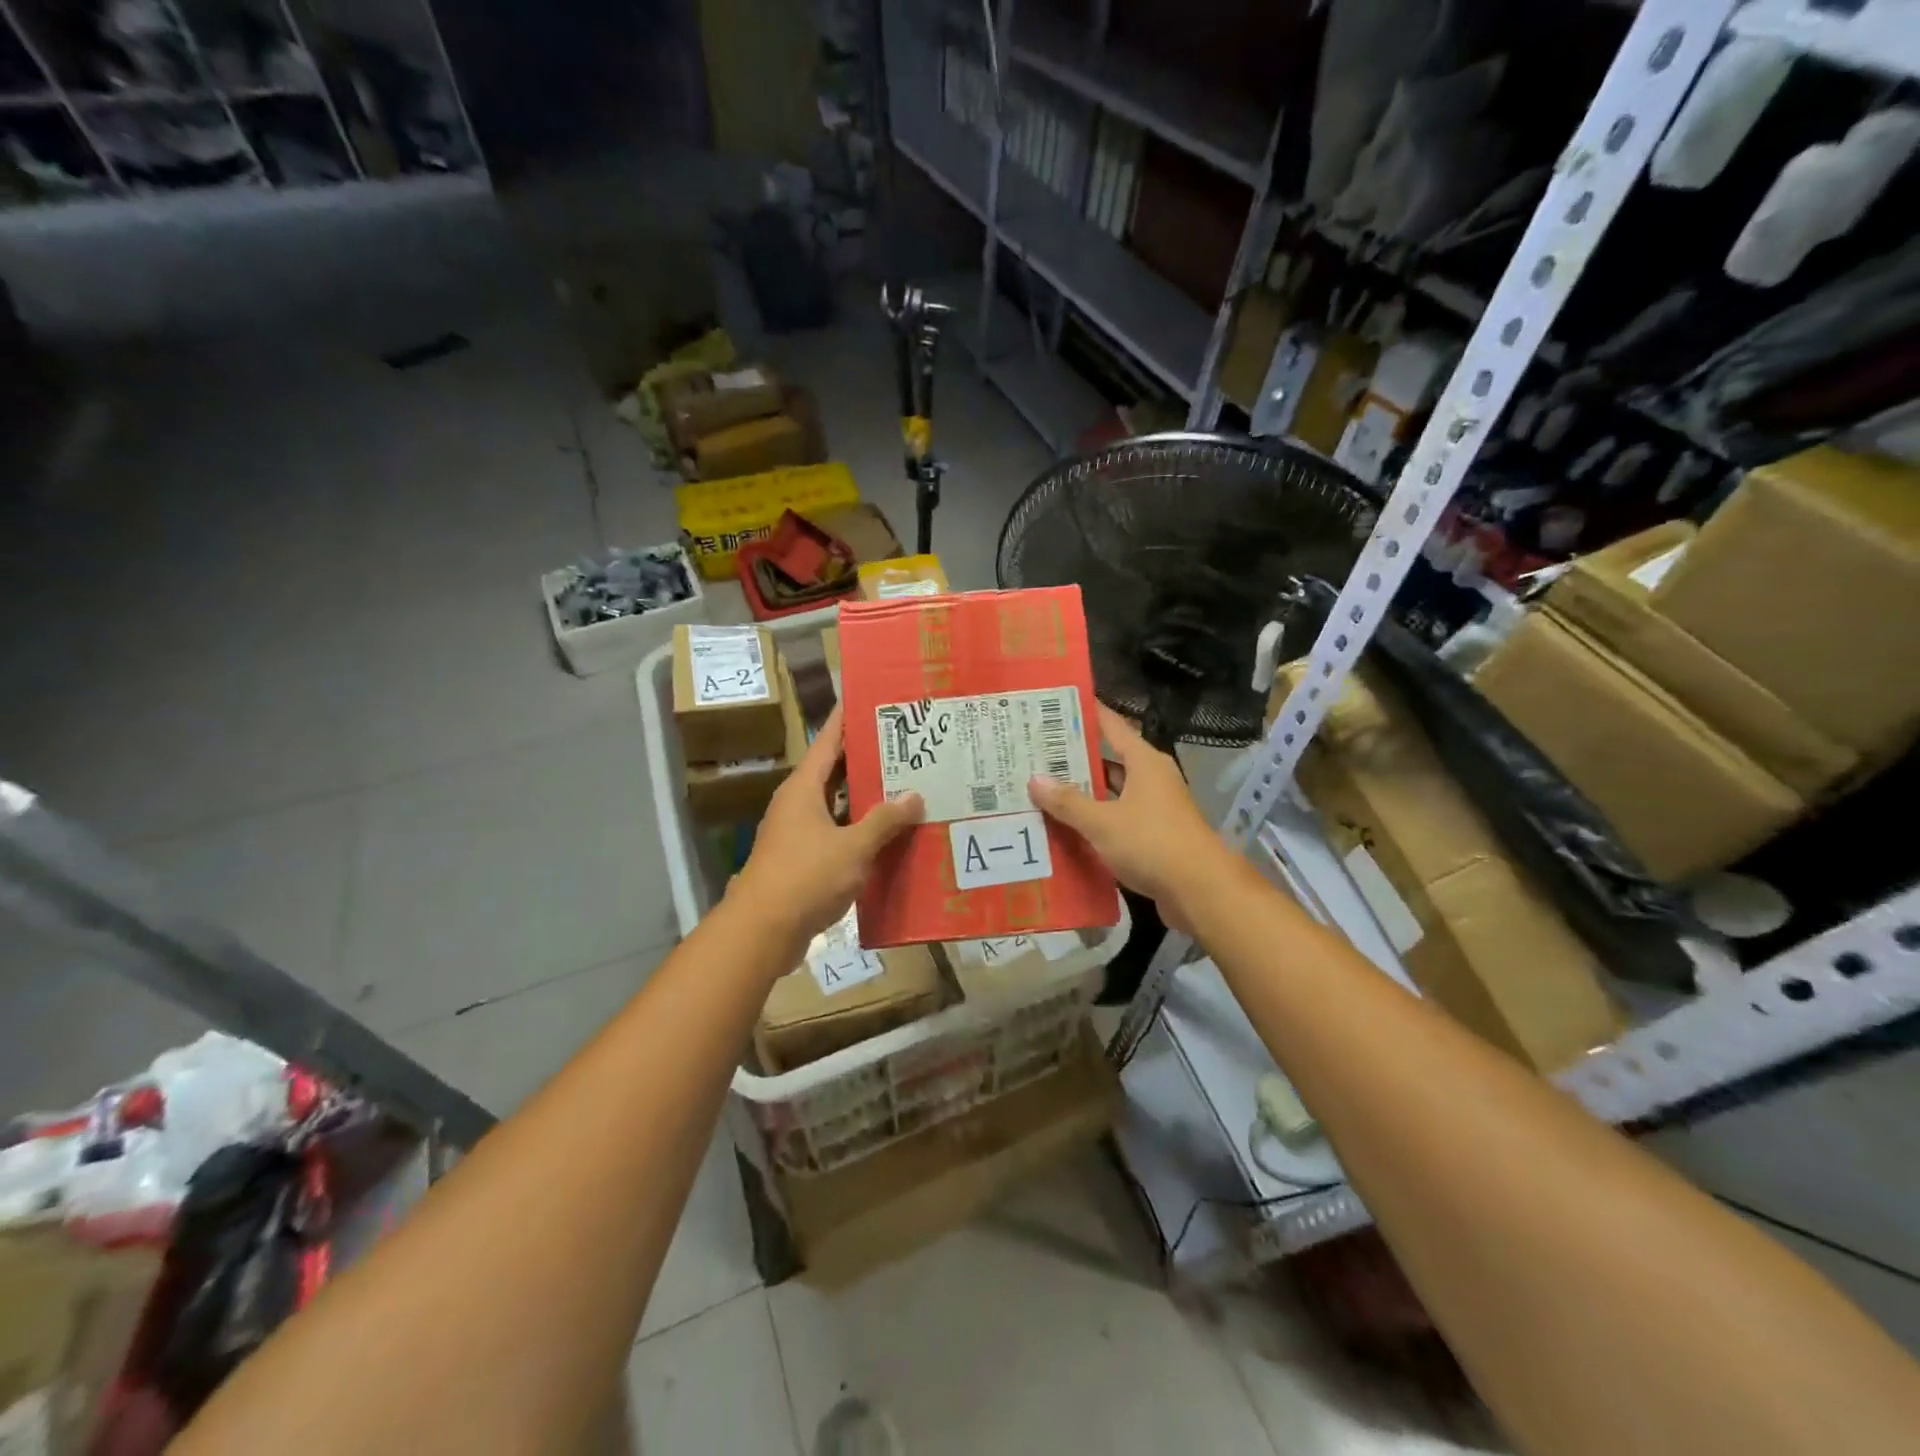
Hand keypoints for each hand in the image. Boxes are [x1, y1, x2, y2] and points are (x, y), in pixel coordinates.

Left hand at [733, 706, 922, 947]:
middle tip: (903, 744)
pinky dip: (860, 831)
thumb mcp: (853, 847)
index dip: (847, 719)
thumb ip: (884, 821)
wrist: (762, 931)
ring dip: (865, 798)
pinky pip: (837, 834)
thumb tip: (914, 796)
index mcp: (803, 789)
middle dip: (865, 758)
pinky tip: (889, 836)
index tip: (868, 699)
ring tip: (905, 785)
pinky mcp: (803, 860)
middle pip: (834, 771)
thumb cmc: (805, 877)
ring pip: (837, 805)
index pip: (828, 741)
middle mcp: (798, 804)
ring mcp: (798, 833)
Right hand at [1028, 704, 1229, 933]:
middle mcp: (1151, 779)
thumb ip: (1068, 802)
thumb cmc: (1152, 843)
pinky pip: (1116, 821)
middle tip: (1034, 756)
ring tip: (1042, 792)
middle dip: (1074, 760)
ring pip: (1111, 794)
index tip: (1055, 707)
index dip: (1085, 715)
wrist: (1200, 891)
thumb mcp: (1102, 821)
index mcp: (1144, 762)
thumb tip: (1035, 779)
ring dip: (1083, 795)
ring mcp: (1155, 809)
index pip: (1111, 726)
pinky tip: (1065, 829)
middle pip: (1108, 761)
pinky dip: (1094, 823)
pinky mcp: (1153, 837)